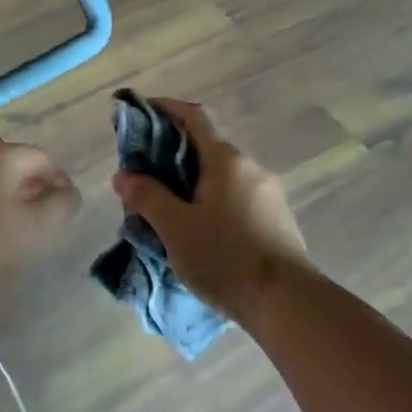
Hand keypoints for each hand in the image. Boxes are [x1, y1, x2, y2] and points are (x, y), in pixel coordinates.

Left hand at [0, 136, 80, 284]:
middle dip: (25, 181)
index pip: (39, 158)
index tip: (63, 206)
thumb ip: (62, 205)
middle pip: (7, 160)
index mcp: (0, 153)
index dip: (56, 180)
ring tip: (3, 220)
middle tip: (34, 212)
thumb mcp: (37, 227)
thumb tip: (67, 192)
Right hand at [111, 99, 309, 324]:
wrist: (287, 303)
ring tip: (165, 210)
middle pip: (204, 149)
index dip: (165, 108)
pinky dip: (210, 202)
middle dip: (171, 156)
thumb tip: (123, 175)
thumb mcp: (175, 227)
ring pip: (219, 177)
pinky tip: (197, 231)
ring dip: (191, 184)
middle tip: (142, 176)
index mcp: (225, 159)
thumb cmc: (225, 256)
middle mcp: (250, 168)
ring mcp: (268, 194)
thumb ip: (147, 196)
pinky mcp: (275, 220)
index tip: (141, 110)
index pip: (193, 117)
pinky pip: (234, 199)